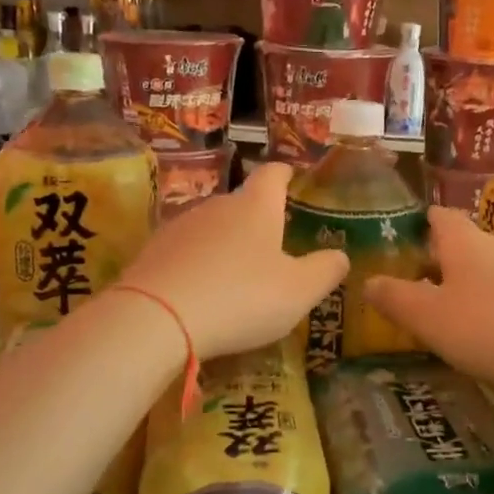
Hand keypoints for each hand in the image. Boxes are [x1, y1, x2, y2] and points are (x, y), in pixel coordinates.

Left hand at [118, 162, 347, 360]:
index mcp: (255, 207)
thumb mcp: (299, 291)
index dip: (284, 174)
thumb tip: (341, 256)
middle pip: (240, 203)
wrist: (156, 318)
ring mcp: (179, 227)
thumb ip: (326, 271)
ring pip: (211, 228)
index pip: (272, 175)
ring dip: (225, 244)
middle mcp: (216, 206)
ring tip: (236, 275)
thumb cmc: (241, 297)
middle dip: (256, 219)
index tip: (290, 176)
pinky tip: (201, 292)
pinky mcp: (152, 252)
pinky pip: (184, 252)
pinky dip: (197, 265)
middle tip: (272, 245)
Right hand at [364, 207, 493, 391]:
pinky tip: (484, 330)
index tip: (402, 235)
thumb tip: (368, 282)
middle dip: (437, 259)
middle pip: (461, 242)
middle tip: (412, 282)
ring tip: (443, 310)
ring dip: (463, 283)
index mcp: (463, 242)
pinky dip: (488, 302)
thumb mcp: (429, 317)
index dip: (418, 222)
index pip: (438, 216)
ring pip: (484, 268)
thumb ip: (395, 299)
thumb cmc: (490, 325)